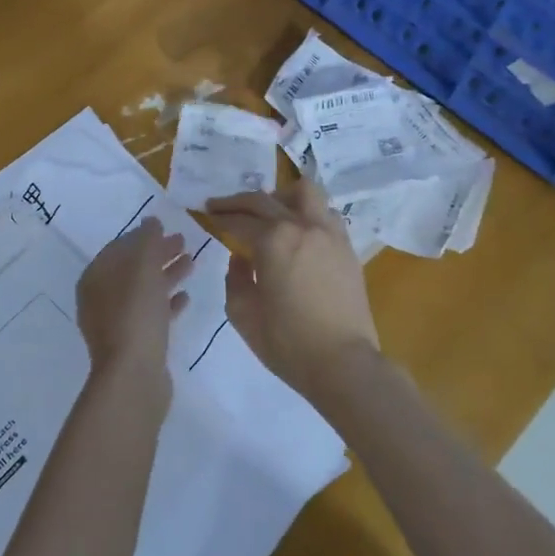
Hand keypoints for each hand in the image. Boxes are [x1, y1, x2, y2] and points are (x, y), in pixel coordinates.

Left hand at [75, 217, 192, 391]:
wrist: (134, 375)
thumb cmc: (135, 313)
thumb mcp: (143, 267)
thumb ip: (147, 240)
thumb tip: (150, 221)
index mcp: (95, 277)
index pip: (119, 247)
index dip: (143, 235)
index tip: (167, 228)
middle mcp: (100, 298)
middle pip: (132, 268)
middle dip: (157, 254)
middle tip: (184, 242)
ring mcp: (116, 323)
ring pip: (144, 291)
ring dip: (166, 275)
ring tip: (192, 264)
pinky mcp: (134, 343)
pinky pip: (151, 315)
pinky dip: (167, 303)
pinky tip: (186, 297)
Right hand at [206, 180, 380, 399]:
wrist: (343, 363)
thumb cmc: (287, 343)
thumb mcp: (243, 314)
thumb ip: (234, 279)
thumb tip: (240, 259)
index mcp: (273, 241)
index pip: (239, 219)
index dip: (220, 215)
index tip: (207, 212)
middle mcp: (301, 226)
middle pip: (264, 199)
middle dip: (238, 201)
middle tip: (222, 206)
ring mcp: (329, 233)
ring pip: (305, 192)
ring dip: (280, 196)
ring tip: (269, 212)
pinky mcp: (346, 247)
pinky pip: (325, 213)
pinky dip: (307, 213)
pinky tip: (298, 232)